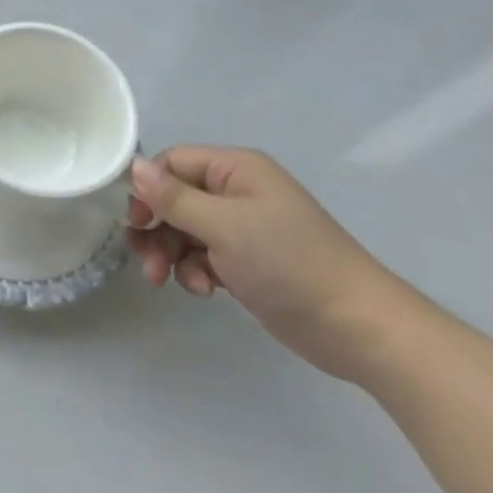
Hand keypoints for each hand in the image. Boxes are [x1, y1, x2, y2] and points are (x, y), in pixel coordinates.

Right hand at [128, 147, 412, 382]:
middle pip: (175, 198)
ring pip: (186, 230)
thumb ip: (174, 198)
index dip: (147, 187)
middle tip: (144, 258)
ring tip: (165, 280)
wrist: (360, 329)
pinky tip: (204, 290)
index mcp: (235, 170)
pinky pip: (204, 255)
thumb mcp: (224, 226)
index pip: (173, 163)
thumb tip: (133, 166)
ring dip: (170, 252)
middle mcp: (237, 192)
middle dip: (156, 227)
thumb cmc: (288, 263)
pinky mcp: (249, 262)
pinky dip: (195, 270)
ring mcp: (244, 228)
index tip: (132, 220)